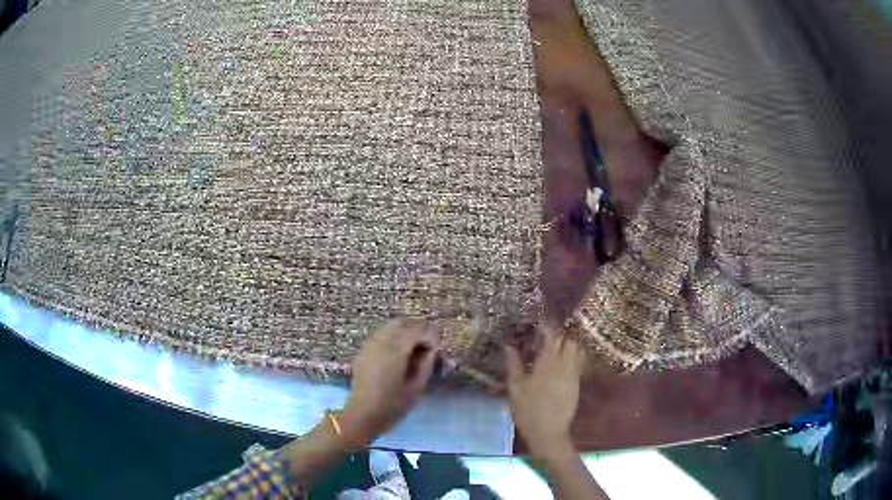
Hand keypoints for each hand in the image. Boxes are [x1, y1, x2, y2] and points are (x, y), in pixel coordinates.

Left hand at [340, 318, 437, 445]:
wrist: (363, 415)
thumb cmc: (393, 405)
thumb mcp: (416, 388)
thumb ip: (426, 365)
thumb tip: (431, 349)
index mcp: (395, 351)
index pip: (415, 332)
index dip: (427, 337)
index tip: (435, 349)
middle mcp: (380, 343)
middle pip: (399, 323)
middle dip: (415, 328)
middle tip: (425, 344)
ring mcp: (369, 346)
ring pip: (387, 327)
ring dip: (402, 331)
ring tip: (412, 347)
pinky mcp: (362, 353)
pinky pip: (378, 336)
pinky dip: (390, 337)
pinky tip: (396, 352)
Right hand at [505, 324, 585, 458]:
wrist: (549, 432)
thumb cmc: (528, 409)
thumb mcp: (516, 388)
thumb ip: (514, 365)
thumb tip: (509, 346)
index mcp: (549, 363)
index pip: (553, 336)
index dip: (547, 327)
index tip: (539, 322)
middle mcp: (565, 365)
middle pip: (569, 340)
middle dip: (561, 333)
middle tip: (548, 333)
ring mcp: (574, 374)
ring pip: (576, 350)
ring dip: (568, 344)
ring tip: (556, 345)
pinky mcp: (577, 383)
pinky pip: (578, 362)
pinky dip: (571, 356)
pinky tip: (561, 361)